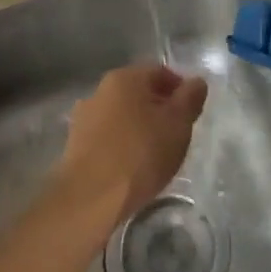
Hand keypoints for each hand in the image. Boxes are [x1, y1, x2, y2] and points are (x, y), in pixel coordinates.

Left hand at [56, 64, 207, 225]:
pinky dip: (122, 145)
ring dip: (139, 128)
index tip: (191, 114)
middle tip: (176, 134)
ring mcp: (84, 118)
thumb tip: (197, 82)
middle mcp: (100, 90)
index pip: (160, 72)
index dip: (180, 90)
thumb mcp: (178, 124)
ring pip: (122, 116)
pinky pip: (107, 138)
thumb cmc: (139, 154)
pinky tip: (131, 168)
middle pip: (139, 93)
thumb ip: (190, 98)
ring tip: (154, 155)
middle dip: (159, 109)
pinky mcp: (74, 146)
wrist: (89, 199)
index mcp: (125, 77)